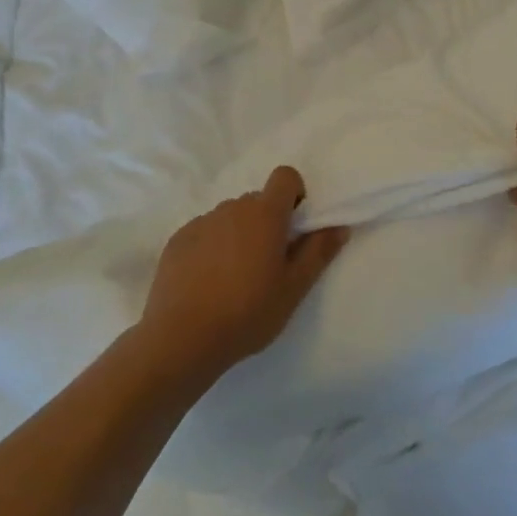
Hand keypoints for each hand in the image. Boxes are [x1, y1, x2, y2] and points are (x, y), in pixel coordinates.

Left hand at [139, 166, 349, 381]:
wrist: (181, 338)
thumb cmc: (248, 312)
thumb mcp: (294, 288)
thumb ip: (318, 252)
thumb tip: (339, 226)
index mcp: (265, 214)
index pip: (285, 176)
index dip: (294, 194)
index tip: (294, 227)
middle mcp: (232, 208)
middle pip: (258, 201)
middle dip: (267, 222)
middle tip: (268, 264)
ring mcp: (201, 222)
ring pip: (230, 217)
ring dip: (239, 235)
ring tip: (235, 277)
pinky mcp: (177, 240)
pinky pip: (204, 232)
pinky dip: (212, 247)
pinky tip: (208, 283)